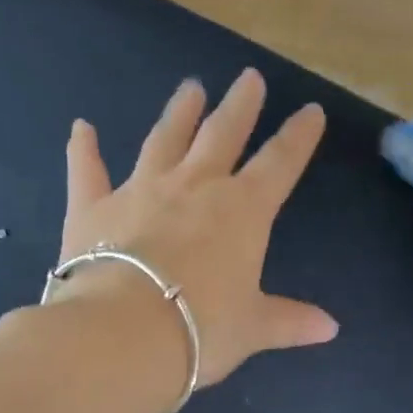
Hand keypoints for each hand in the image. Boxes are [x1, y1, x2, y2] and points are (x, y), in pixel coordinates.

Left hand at [55, 69, 338, 388]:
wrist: (122, 334)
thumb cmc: (200, 329)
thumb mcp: (252, 328)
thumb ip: (289, 320)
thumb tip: (331, 328)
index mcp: (242, 211)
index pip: (280, 163)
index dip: (299, 136)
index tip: (311, 111)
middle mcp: (194, 186)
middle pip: (222, 134)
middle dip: (240, 106)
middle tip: (249, 78)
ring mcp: (141, 190)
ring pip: (164, 140)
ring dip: (179, 113)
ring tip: (190, 87)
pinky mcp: (92, 207)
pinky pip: (88, 170)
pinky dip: (84, 149)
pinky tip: (81, 128)